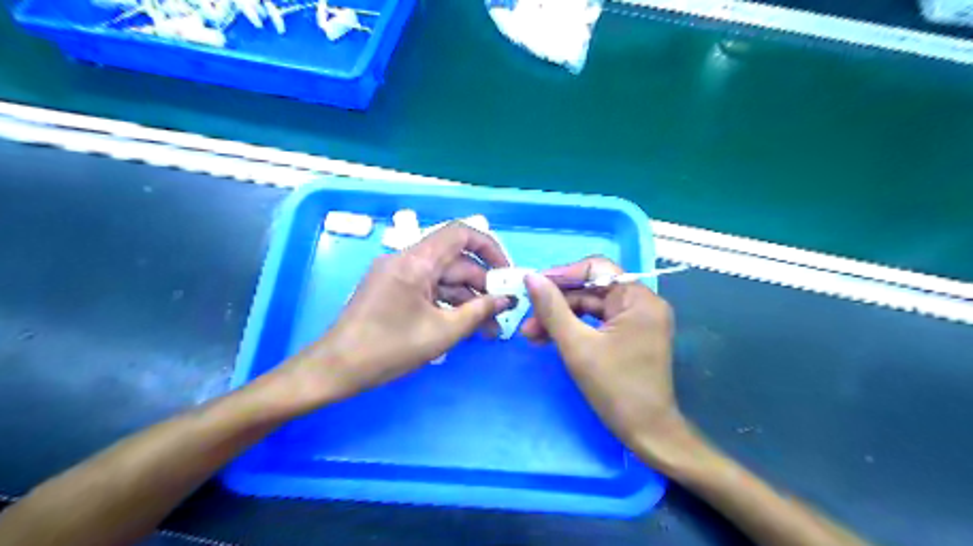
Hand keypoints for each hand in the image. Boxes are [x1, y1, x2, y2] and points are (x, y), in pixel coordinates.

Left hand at [277, 223, 512, 408]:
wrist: (336, 369)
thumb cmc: (389, 348)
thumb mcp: (442, 332)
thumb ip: (479, 312)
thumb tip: (507, 300)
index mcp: (416, 261)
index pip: (461, 233)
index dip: (489, 248)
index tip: (506, 273)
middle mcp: (406, 259)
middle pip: (455, 261)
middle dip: (482, 286)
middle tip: (503, 313)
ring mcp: (398, 274)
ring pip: (443, 279)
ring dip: (467, 300)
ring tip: (490, 330)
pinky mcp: (393, 290)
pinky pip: (429, 289)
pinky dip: (448, 304)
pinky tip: (466, 326)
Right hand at [521, 257, 686, 464]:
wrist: (648, 433)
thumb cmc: (615, 388)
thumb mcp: (577, 346)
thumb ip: (552, 309)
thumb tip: (531, 278)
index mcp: (638, 298)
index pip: (596, 269)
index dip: (562, 275)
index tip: (534, 288)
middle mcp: (643, 302)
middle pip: (592, 289)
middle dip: (557, 304)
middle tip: (527, 321)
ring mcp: (638, 320)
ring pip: (592, 307)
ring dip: (562, 318)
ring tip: (531, 335)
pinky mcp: (632, 335)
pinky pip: (599, 322)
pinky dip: (575, 329)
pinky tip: (550, 339)